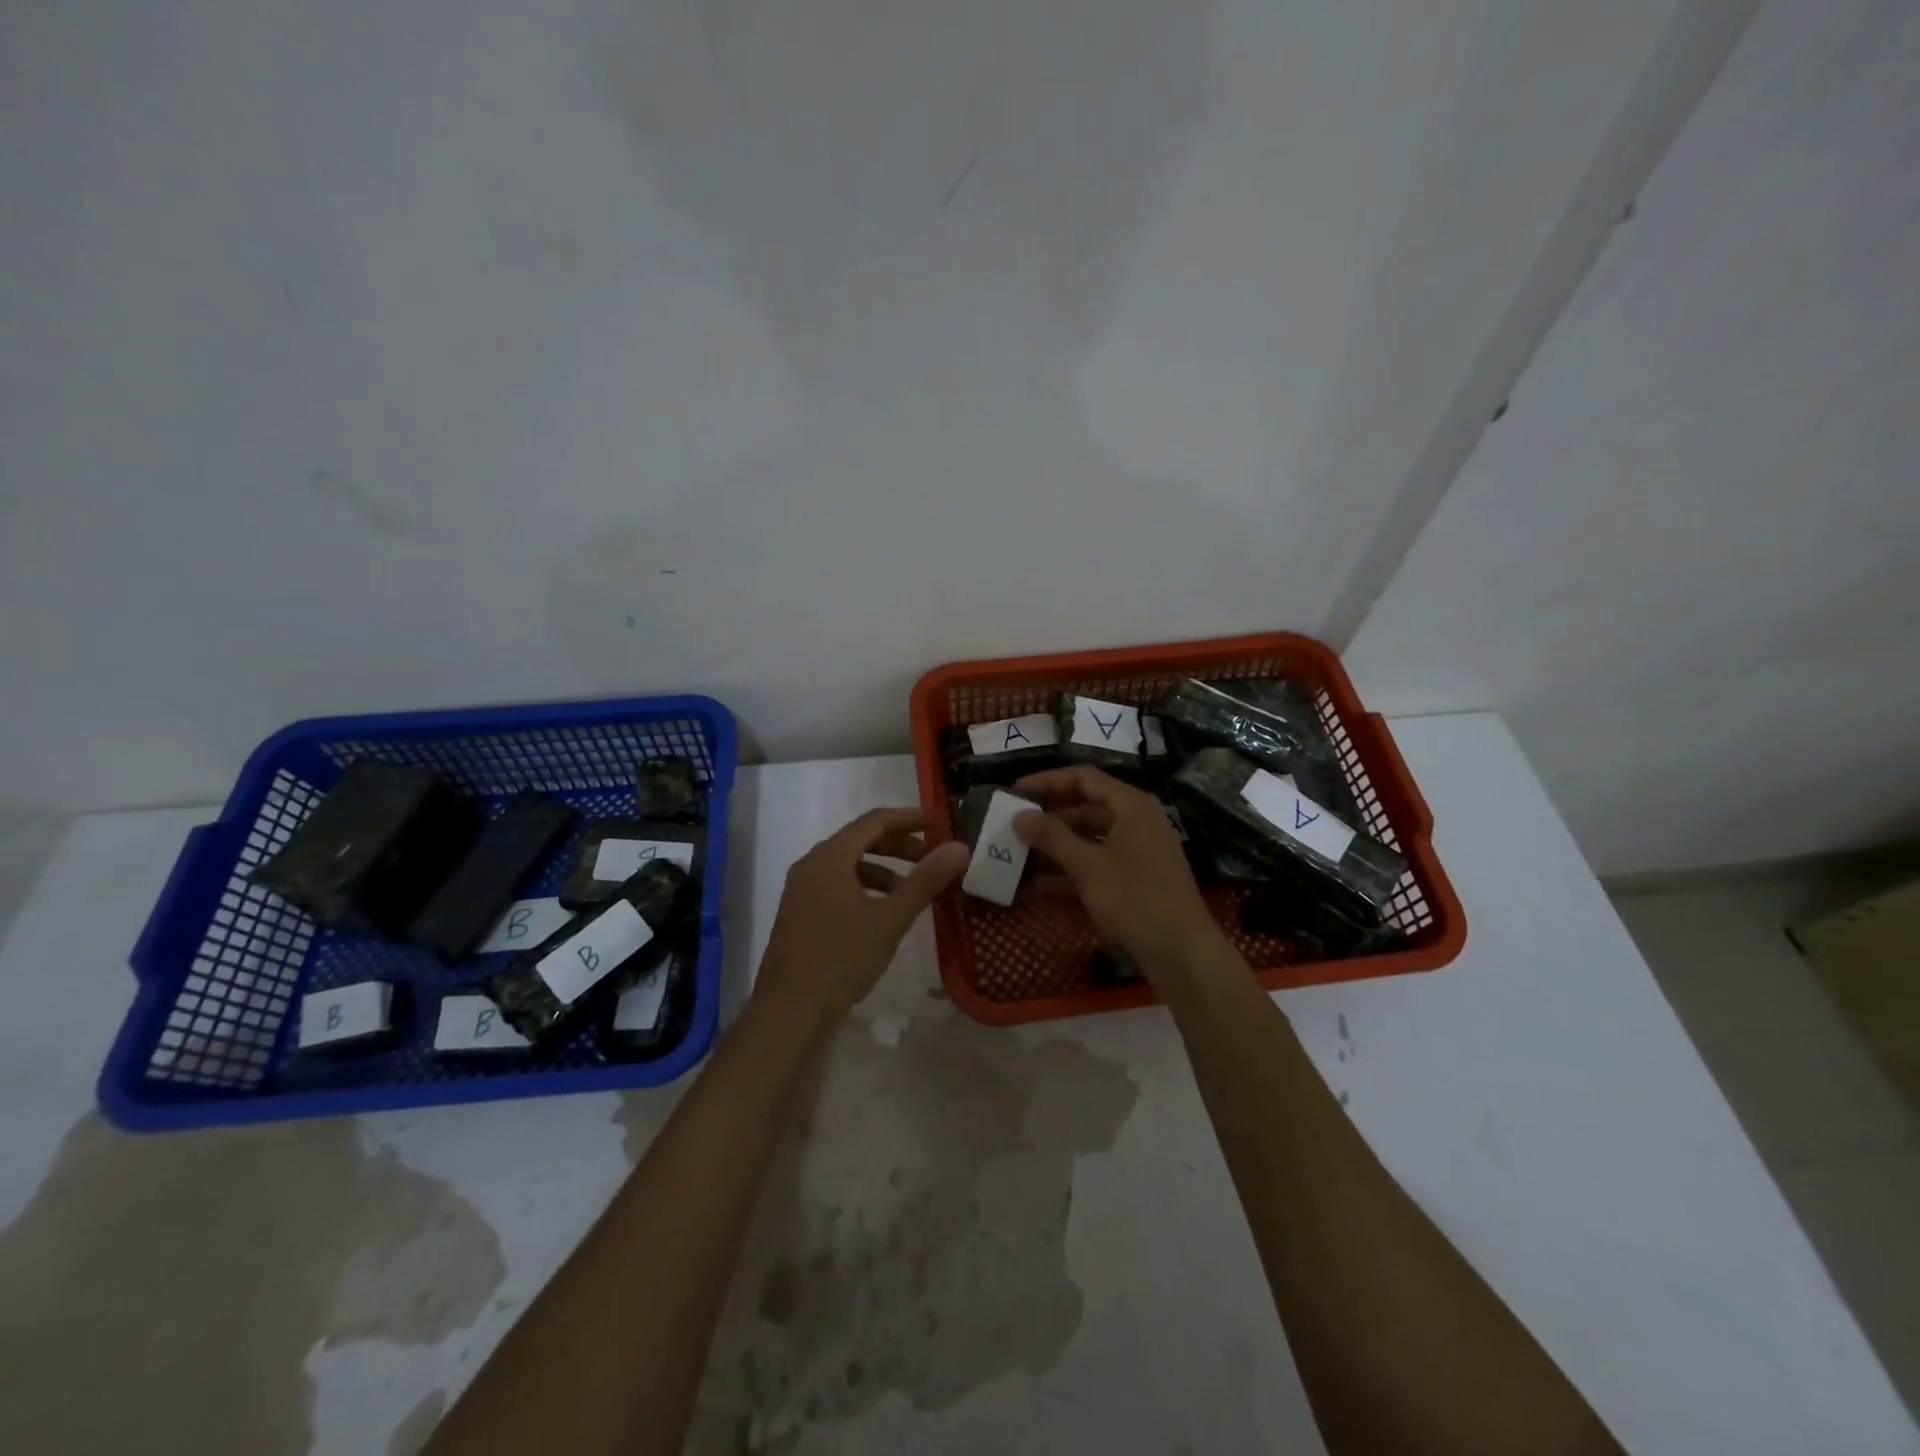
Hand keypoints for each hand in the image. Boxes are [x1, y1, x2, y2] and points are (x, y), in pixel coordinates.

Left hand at [754, 807, 968, 1023]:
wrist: (787, 1011)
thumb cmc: (841, 959)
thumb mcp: (890, 919)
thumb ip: (925, 880)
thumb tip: (959, 847)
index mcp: (829, 857)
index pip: (874, 821)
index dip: (908, 819)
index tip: (938, 823)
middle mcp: (811, 865)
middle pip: (859, 840)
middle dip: (897, 846)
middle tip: (930, 858)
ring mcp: (801, 890)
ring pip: (848, 864)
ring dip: (882, 869)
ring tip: (910, 891)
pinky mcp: (799, 913)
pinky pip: (836, 884)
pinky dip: (864, 887)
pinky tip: (881, 913)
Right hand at [1013, 766, 1226, 995]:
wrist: (1182, 954)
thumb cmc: (1136, 900)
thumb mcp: (1089, 867)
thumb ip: (1053, 838)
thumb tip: (1019, 816)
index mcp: (1131, 807)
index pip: (1083, 778)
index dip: (1047, 781)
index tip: (1014, 791)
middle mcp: (1134, 822)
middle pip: (1084, 807)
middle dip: (1047, 817)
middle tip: (1011, 824)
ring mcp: (1134, 852)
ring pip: (1086, 839)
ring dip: (1053, 847)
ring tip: (1015, 855)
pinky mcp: (1131, 880)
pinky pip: (1093, 864)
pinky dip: (1067, 871)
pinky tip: (1034, 886)